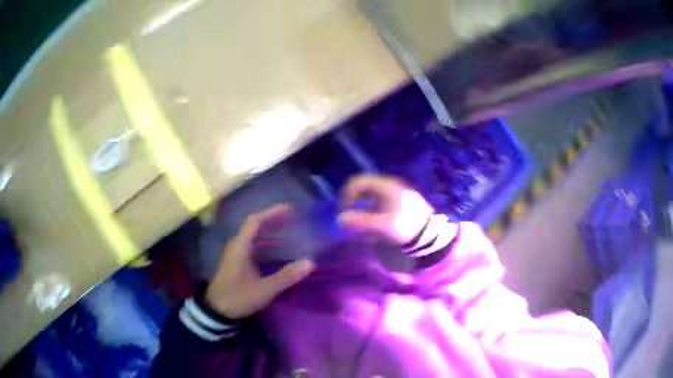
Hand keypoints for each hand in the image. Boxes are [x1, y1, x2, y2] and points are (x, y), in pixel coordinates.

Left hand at [205, 205, 314, 318]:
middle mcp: (237, 245)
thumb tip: (310, 263)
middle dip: (273, 220)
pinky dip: (267, 243)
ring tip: (288, 230)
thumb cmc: (239, 297)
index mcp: (241, 246)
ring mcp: (236, 253)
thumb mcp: (264, 289)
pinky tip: (278, 249)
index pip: (256, 221)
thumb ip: (286, 276)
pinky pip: (253, 245)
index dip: (272, 212)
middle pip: (255, 225)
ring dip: (270, 231)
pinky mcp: (237, 262)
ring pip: (254, 236)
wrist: (217, 310)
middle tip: (293, 217)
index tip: (290, 209)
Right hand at [339, 175, 432, 244]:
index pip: (359, 181)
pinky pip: (379, 204)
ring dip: (363, 209)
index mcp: (385, 185)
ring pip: (372, 197)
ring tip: (361, 225)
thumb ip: (360, 221)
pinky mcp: (399, 203)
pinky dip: (372, 212)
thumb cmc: (405, 226)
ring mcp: (395, 193)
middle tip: (350, 217)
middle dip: (355, 202)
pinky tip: (373, 226)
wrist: (429, 234)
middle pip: (364, 188)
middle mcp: (389, 185)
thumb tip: (340, 218)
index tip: (344, 209)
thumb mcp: (381, 225)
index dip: (348, 193)